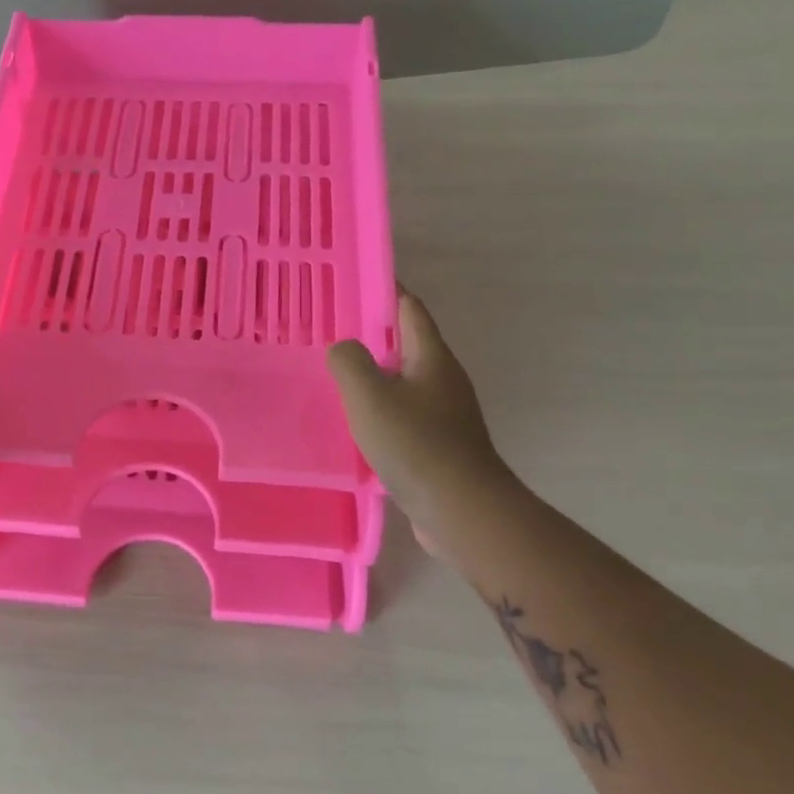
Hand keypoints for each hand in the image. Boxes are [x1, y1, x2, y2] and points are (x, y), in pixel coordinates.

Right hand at [327, 289, 511, 555]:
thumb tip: (343, 349)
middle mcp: (443, 380)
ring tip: (334, 376)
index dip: (385, 289)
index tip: (352, 282)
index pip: (409, 308)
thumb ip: (349, 362)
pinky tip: (353, 424)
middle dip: (371, 334)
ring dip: (373, 376)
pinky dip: (378, 410)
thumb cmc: (417, 445)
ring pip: (402, 382)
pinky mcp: (438, 446)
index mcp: (432, 358)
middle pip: (406, 344)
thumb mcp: (370, 396)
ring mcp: (445, 415)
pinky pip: (403, 415)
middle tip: (330, 331)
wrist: (463, 511)